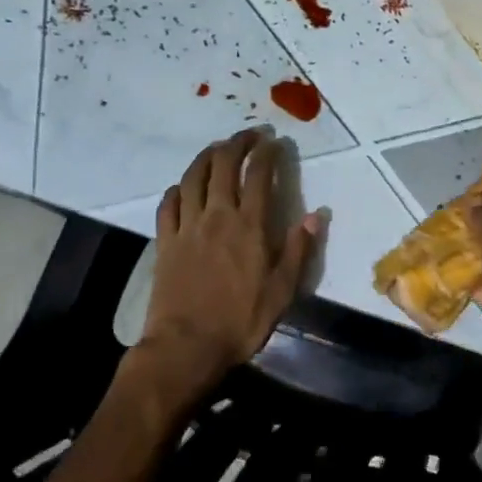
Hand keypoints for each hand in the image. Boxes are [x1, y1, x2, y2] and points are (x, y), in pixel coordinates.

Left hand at [128, 130, 317, 414]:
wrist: (186, 347)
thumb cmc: (241, 321)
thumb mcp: (282, 290)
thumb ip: (298, 249)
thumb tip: (317, 215)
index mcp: (249, 226)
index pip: (259, 175)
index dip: (267, 153)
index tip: (274, 141)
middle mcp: (217, 217)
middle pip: (223, 166)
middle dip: (237, 143)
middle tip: (250, 135)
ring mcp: (187, 227)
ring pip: (193, 178)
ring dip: (206, 156)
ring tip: (217, 148)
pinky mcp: (164, 242)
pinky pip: (167, 205)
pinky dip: (177, 188)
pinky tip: (183, 186)